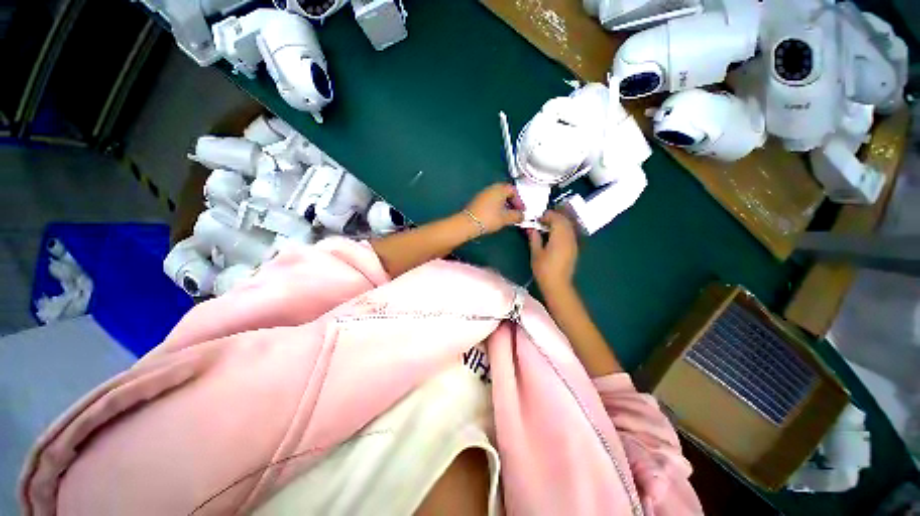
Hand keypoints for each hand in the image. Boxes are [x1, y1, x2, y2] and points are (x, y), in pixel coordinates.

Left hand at [463, 183, 524, 234]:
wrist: (468, 223)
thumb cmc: (489, 218)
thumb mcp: (506, 218)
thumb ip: (517, 216)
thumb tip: (522, 216)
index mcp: (499, 189)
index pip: (513, 190)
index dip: (519, 201)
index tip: (521, 211)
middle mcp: (491, 188)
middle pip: (505, 193)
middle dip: (512, 203)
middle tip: (515, 213)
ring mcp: (483, 194)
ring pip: (497, 197)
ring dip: (504, 206)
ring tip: (506, 217)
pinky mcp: (477, 201)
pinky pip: (490, 201)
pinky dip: (496, 207)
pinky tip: (496, 217)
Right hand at [528, 211, 578, 291]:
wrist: (557, 285)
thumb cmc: (544, 270)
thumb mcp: (536, 253)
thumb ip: (534, 239)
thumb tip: (532, 229)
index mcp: (559, 237)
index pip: (556, 219)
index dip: (547, 216)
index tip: (538, 218)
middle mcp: (569, 238)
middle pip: (565, 221)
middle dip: (554, 217)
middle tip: (542, 220)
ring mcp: (574, 243)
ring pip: (569, 227)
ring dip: (559, 223)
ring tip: (547, 227)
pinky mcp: (574, 249)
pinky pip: (570, 234)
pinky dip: (563, 230)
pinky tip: (554, 235)